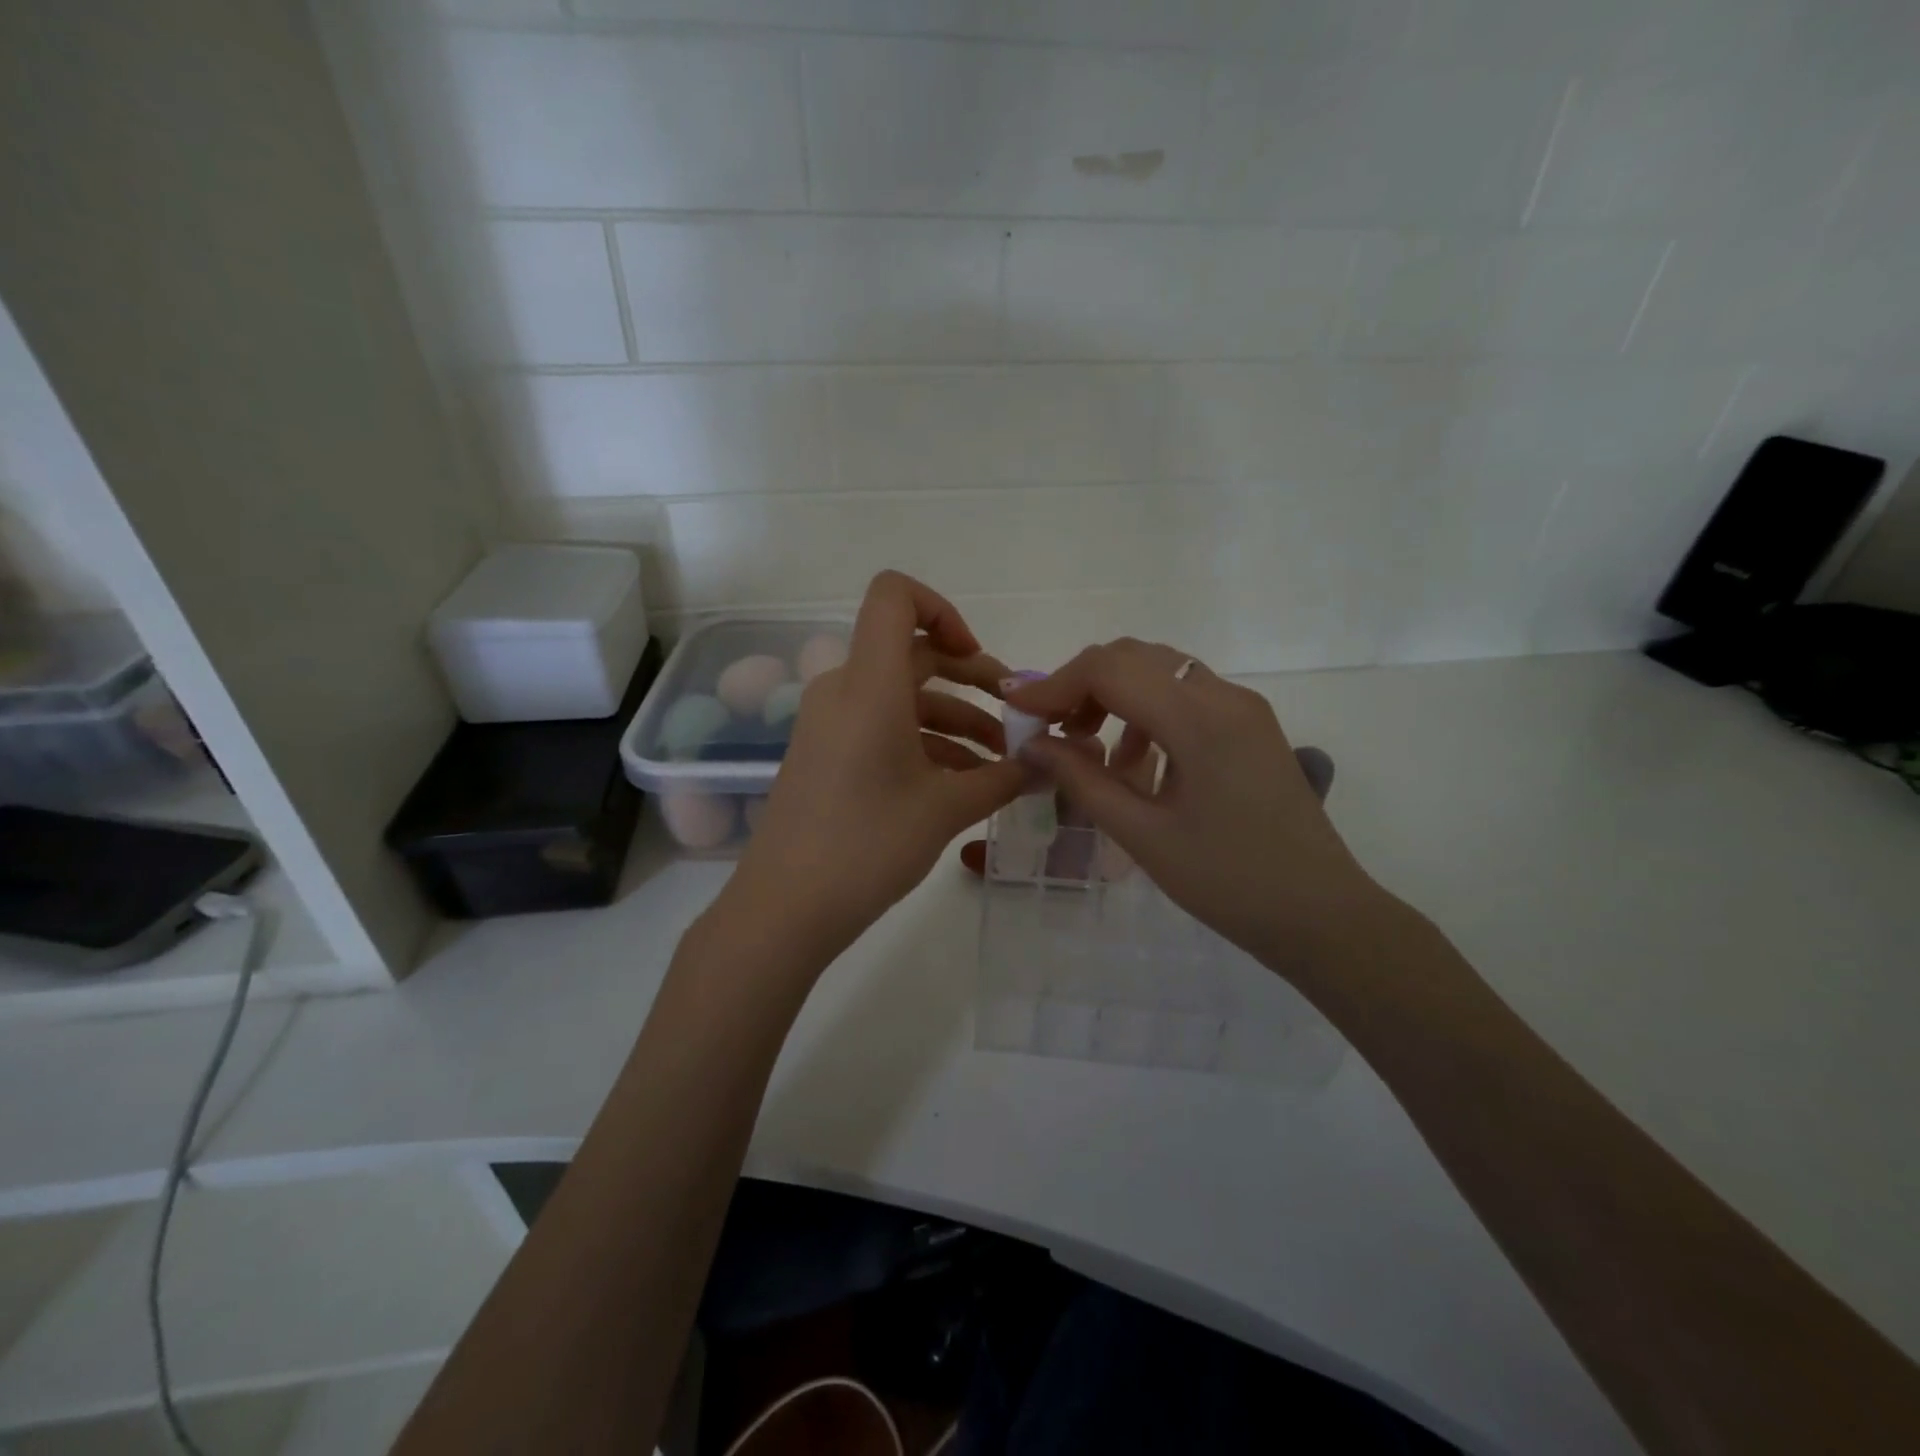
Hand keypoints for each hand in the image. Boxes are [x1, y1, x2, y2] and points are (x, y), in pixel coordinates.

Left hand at [727, 572, 1025, 956]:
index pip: (893, 596)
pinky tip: (964, 784)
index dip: (941, 609)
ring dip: (955, 720)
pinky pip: (882, 728)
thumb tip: (1047, 766)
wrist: (786, 908)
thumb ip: (1003, 779)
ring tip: (1002, 764)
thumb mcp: (946, 809)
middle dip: (970, 678)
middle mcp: (844, 690)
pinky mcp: (826, 754)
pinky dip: (924, 743)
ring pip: (902, 698)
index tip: (976, 659)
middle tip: (1015, 717)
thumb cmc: (868, 845)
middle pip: (911, 653)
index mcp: (869, 684)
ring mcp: (830, 724)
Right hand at [1006, 638, 1384, 978]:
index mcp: (1200, 720)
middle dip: (1082, 685)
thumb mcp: (1142, 835)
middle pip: (1134, 658)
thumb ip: (1082, 780)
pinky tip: (1135, 762)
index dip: (1054, 684)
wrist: (1321, 914)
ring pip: (1160, 671)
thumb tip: (1032, 744)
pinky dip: (1146, 712)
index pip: (1110, 670)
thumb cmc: (1228, 882)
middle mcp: (1224, 696)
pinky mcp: (1250, 724)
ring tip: (1088, 750)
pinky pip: (1186, 696)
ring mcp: (1243, 707)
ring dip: (1114, 697)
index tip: (1017, 711)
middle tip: (1051, 730)